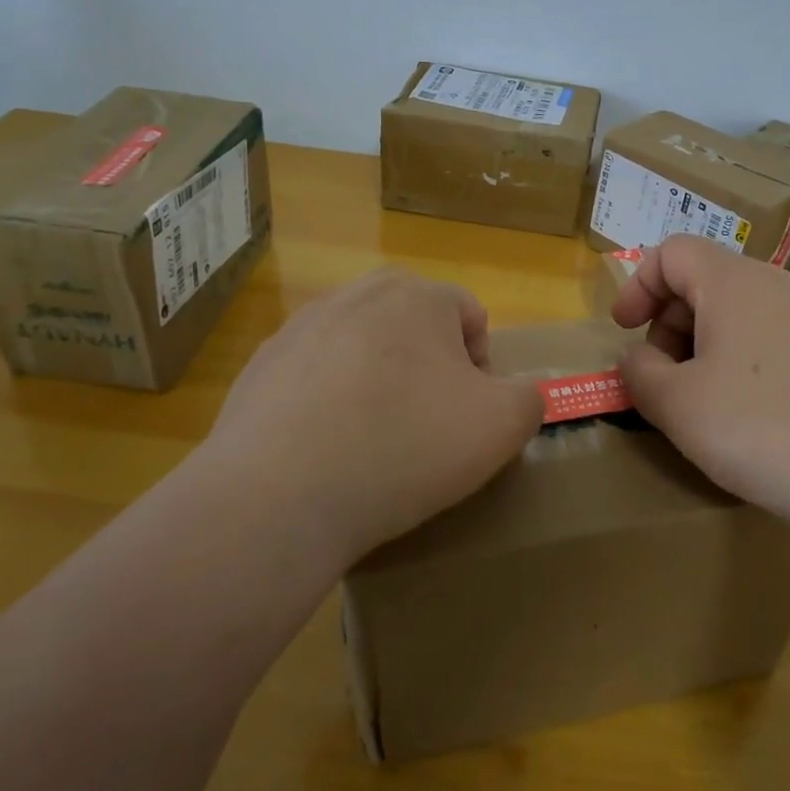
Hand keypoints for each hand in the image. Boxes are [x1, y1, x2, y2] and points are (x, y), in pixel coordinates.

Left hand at [203, 268, 543, 568]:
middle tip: (426, 425)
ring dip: (378, 381)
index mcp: (418, 295)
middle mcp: (357, 294)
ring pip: (362, 348)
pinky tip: (325, 449)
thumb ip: (528, 398)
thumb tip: (518, 394)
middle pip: (414, 326)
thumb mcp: (500, 427)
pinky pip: (314, 377)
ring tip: (373, 440)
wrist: (281, 496)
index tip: (467, 416)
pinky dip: (328, 402)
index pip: (470, 316)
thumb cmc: (406, 447)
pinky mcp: (260, 365)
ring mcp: (300, 327)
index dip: (481, 368)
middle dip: (429, 367)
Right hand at [609, 235, 789, 541]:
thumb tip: (638, 358)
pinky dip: (743, 356)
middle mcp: (778, 283)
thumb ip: (639, 372)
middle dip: (669, 321)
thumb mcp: (677, 404)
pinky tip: (749, 410)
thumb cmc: (761, 429)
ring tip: (701, 397)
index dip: (638, 286)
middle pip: (706, 279)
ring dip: (705, 341)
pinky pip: (774, 334)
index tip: (624, 331)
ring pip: (741, 308)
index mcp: (734, 282)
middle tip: (662, 376)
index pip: (672, 252)